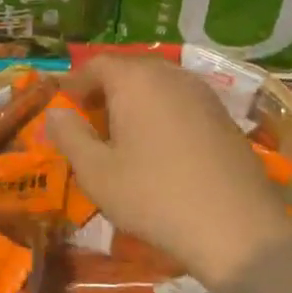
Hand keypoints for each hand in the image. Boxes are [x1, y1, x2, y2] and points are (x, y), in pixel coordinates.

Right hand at [46, 55, 291, 289]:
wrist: (237, 228)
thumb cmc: (155, 197)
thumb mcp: (97, 172)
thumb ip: (69, 135)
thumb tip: (54, 111)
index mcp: (135, 79)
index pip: (96, 64)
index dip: (74, 82)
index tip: (61, 105)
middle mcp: (170, 73)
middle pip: (128, 69)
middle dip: (104, 90)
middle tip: (88, 120)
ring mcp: (202, 92)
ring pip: (157, 84)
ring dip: (134, 100)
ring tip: (122, 134)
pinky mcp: (223, 115)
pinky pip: (181, 101)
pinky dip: (162, 112)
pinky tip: (160, 146)